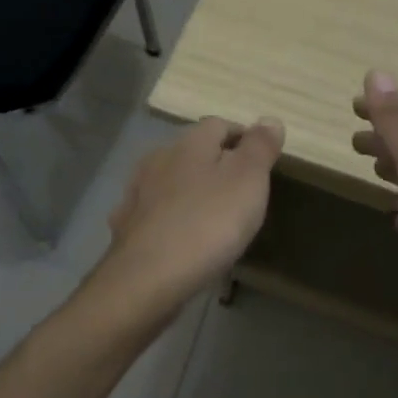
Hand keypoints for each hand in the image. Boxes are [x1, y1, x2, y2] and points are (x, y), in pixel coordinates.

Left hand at [92, 116, 285, 323]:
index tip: (262, 162)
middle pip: (192, 151)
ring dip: (190, 191)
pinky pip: (154, 213)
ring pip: (171, 181)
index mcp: (189, 143)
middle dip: (215, 165)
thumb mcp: (248, 180)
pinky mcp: (127, 227)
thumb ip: (259, 147)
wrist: (147, 278)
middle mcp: (158, 159)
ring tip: (212, 216)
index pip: (219, 124)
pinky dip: (170, 219)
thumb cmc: (207, 223)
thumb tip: (270, 119)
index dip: (243, 138)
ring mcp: (137, 193)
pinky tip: (180, 238)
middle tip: (241, 192)